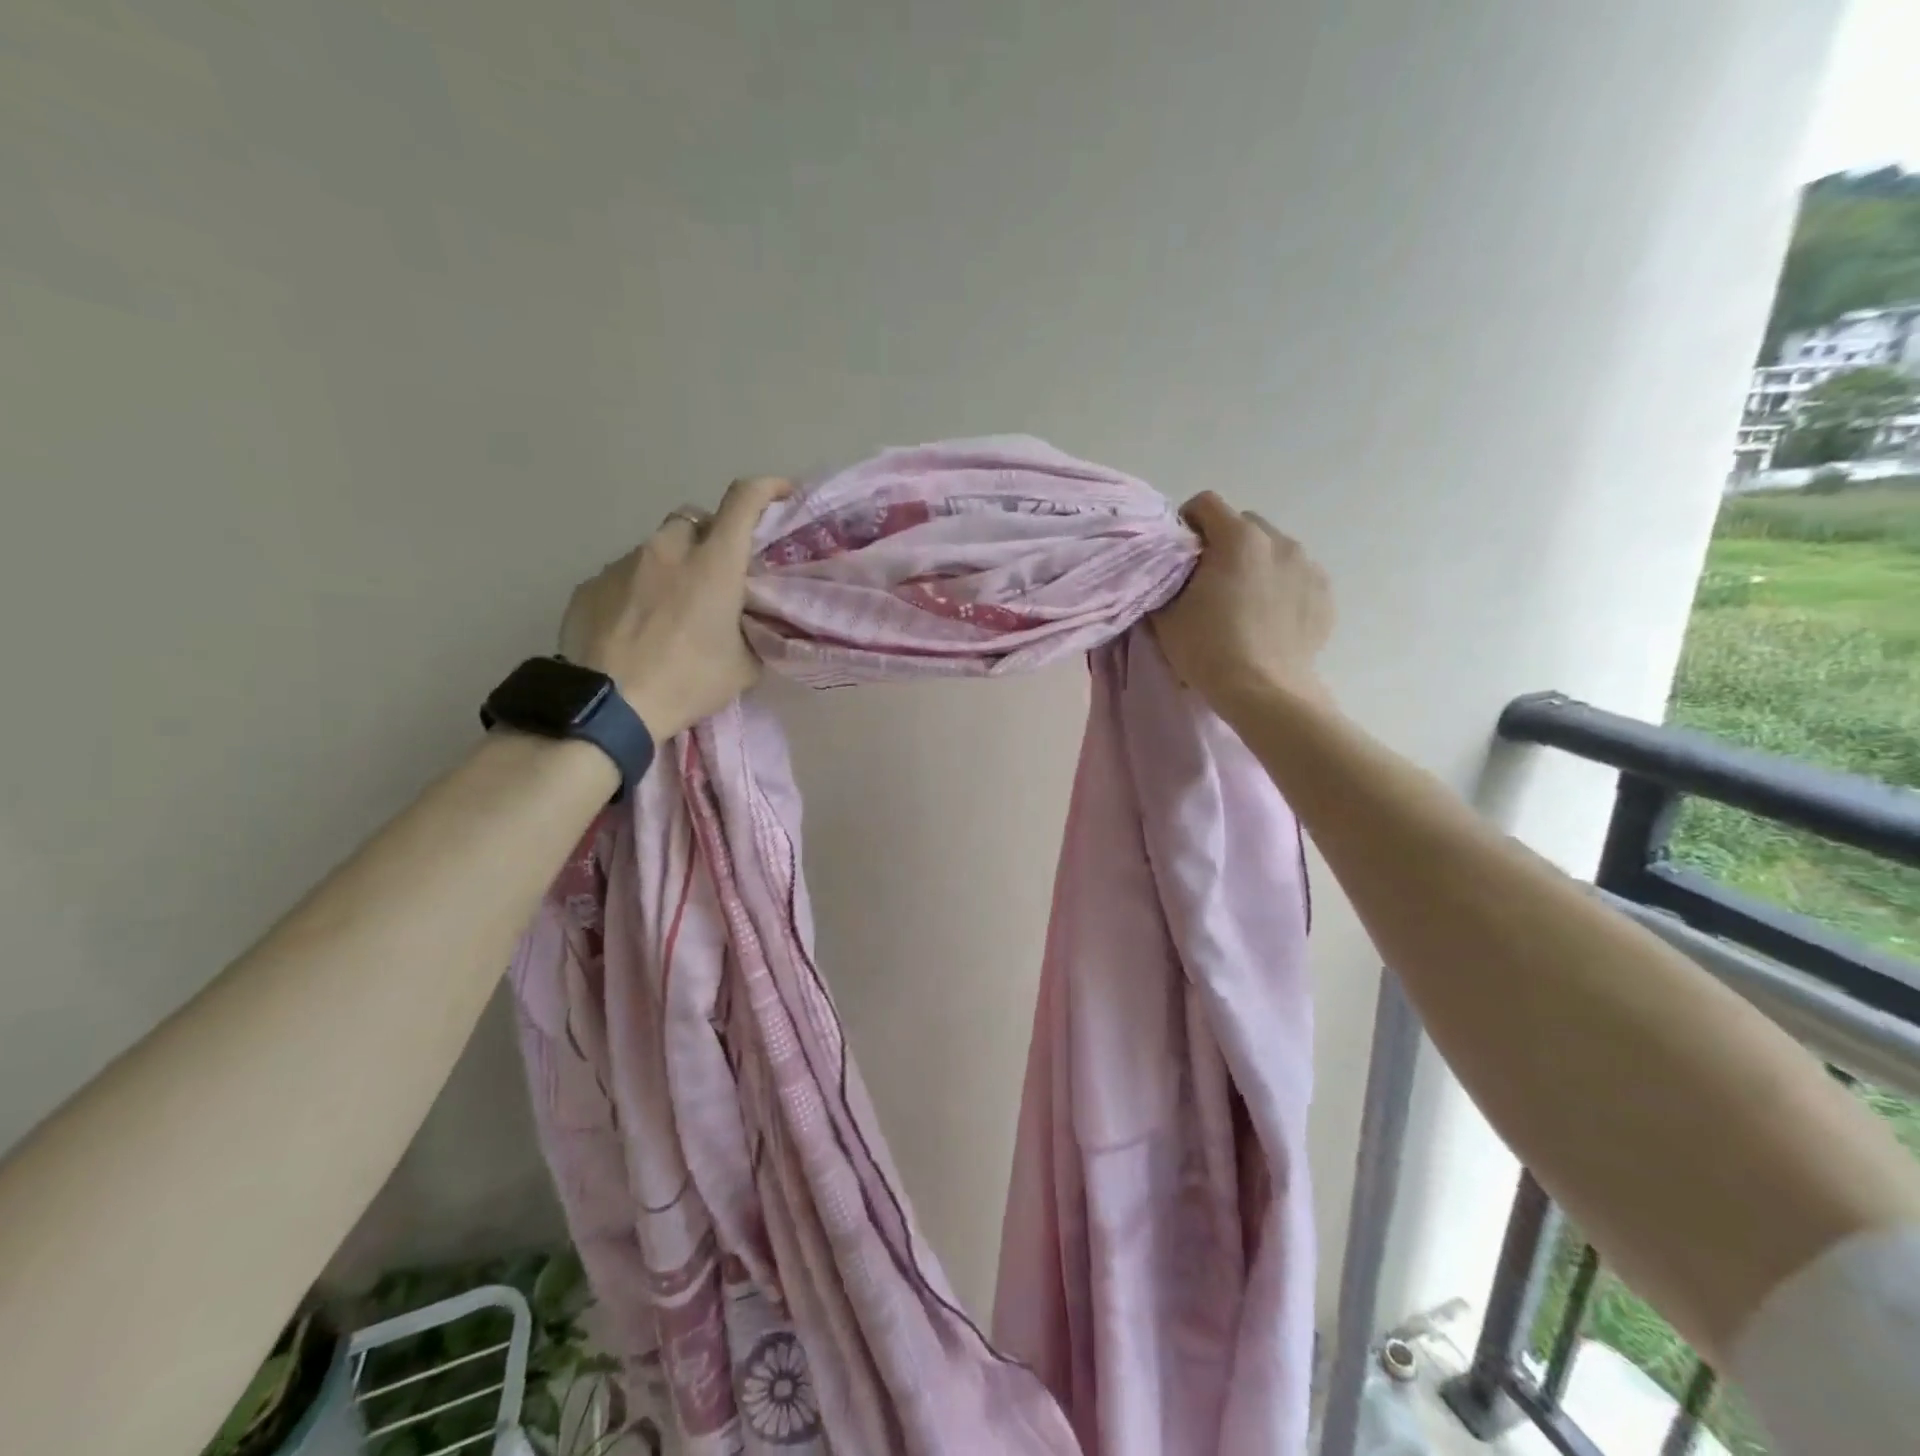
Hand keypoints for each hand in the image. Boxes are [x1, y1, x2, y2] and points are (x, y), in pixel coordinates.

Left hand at [558, 477, 791, 738]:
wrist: (609, 707)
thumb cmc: (687, 683)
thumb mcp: (743, 667)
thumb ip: (752, 633)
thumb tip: (749, 624)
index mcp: (714, 564)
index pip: (743, 501)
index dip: (766, 488)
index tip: (781, 492)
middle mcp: (667, 550)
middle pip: (694, 520)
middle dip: (710, 538)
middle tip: (717, 573)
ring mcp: (623, 563)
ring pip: (656, 548)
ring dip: (671, 566)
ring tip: (671, 609)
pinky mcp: (590, 584)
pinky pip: (623, 575)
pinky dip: (637, 590)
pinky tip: (635, 626)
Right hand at [1151, 491, 1334, 713]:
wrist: (1263, 692)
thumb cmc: (1208, 649)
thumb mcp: (1166, 614)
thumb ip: (1165, 580)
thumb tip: (1170, 571)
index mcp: (1238, 538)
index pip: (1206, 503)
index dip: (1186, 523)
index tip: (1179, 553)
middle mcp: (1279, 541)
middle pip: (1244, 524)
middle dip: (1224, 544)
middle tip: (1209, 582)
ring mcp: (1308, 566)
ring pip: (1274, 550)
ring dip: (1255, 565)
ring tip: (1242, 603)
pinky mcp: (1325, 595)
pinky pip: (1296, 577)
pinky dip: (1280, 588)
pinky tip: (1267, 620)